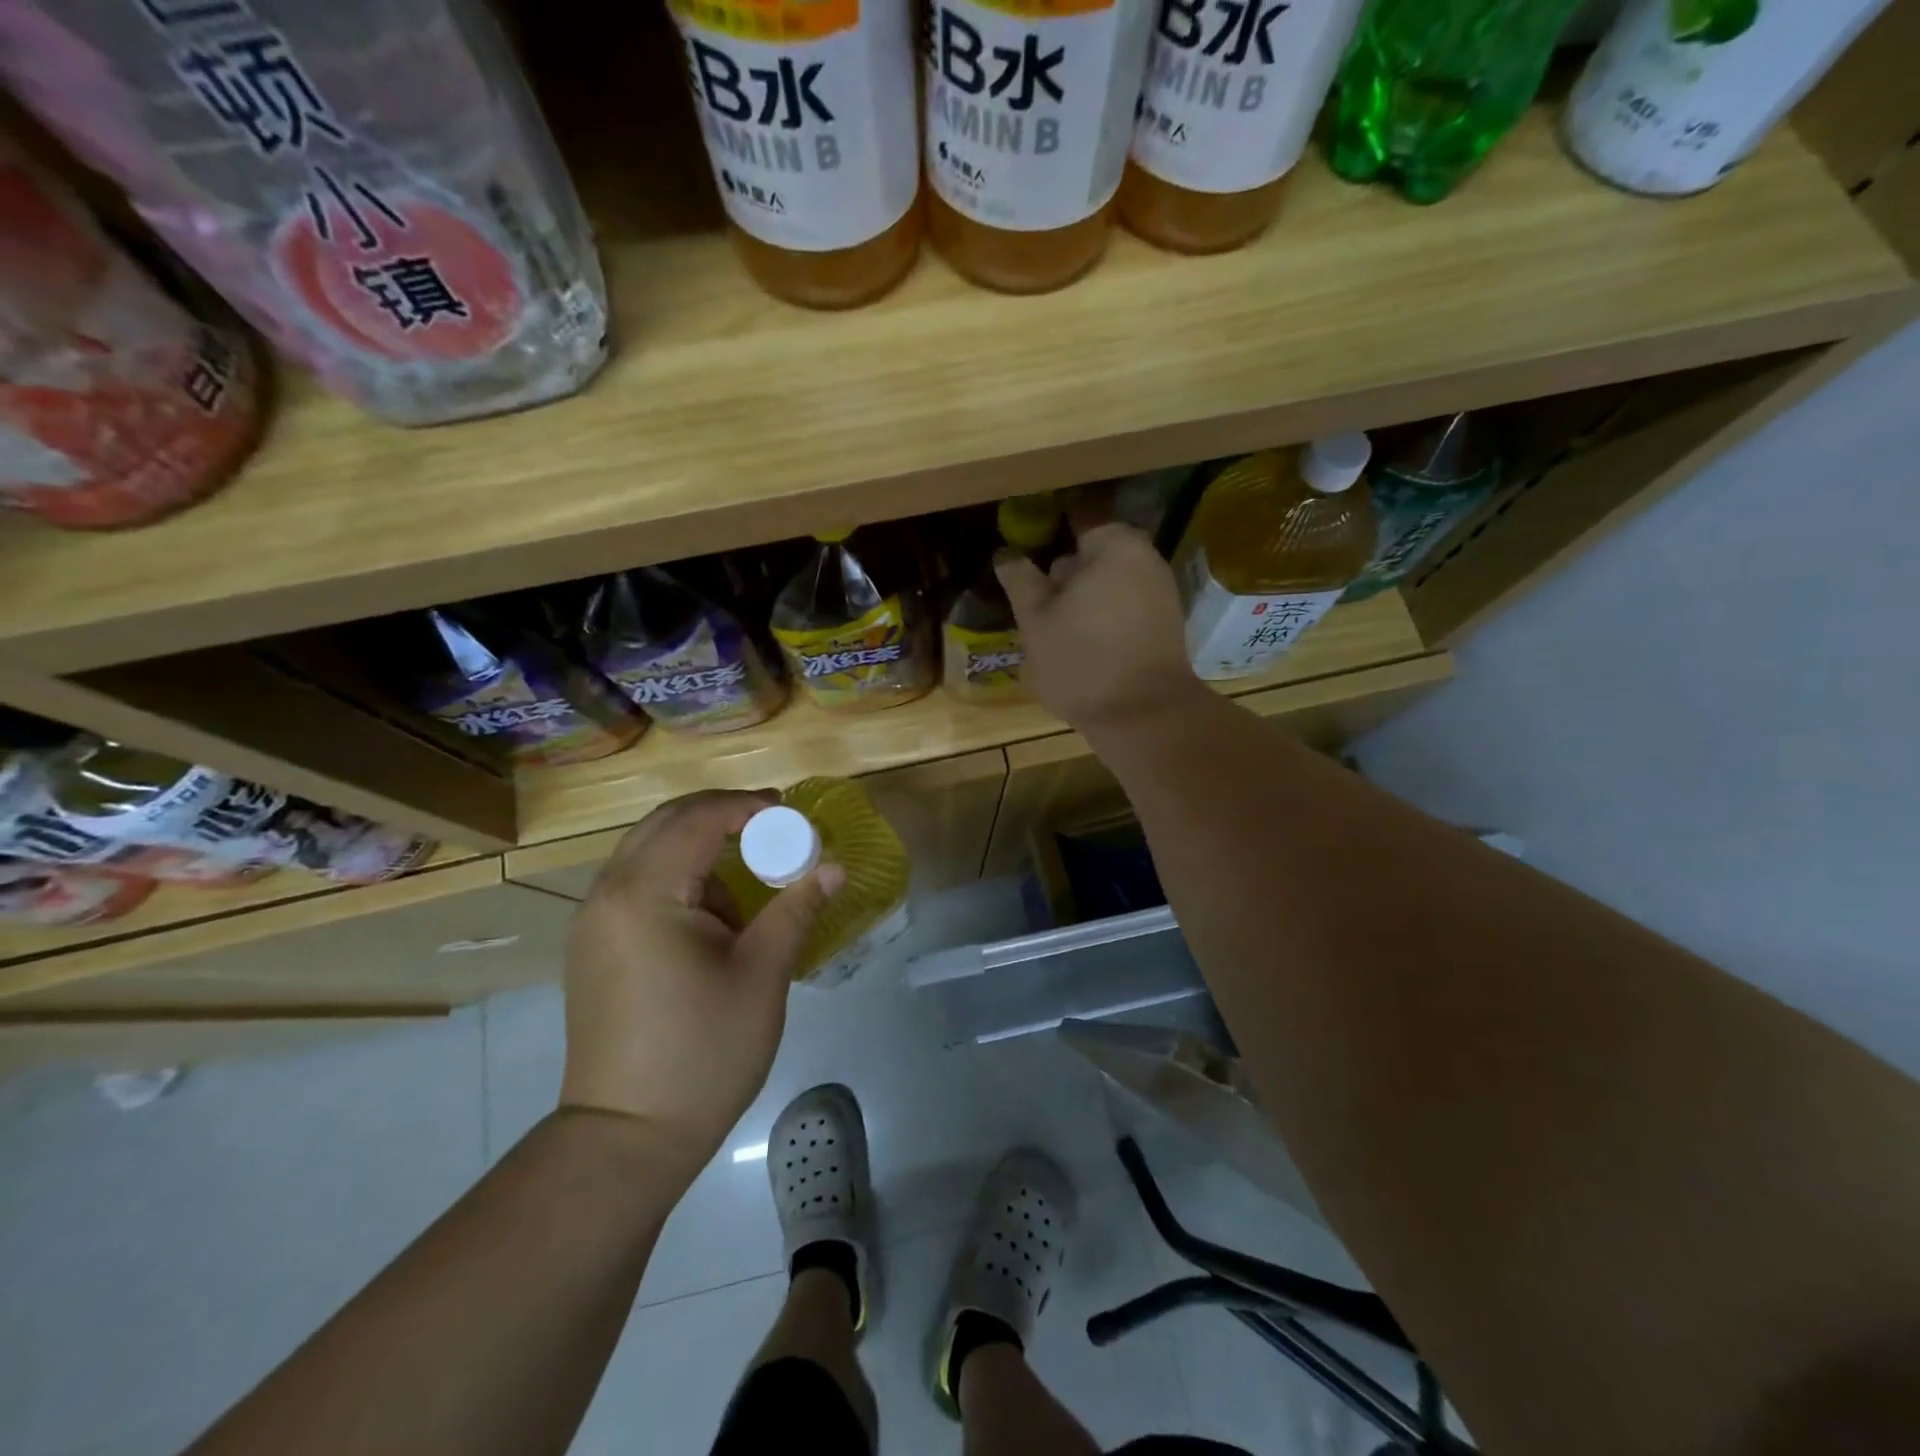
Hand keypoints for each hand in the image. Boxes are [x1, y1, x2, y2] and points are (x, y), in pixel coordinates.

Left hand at [558, 790, 843, 1173]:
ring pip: (647, 851)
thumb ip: (797, 908)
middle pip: (664, 822)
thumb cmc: (703, 1052)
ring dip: (698, 845)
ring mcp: (592, 921)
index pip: (696, 819)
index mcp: (645, 894)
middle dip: (720, 814)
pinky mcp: (592, 946)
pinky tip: (712, 911)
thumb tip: (835, 866)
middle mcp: (607, 894)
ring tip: (748, 870)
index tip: (789, 811)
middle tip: (772, 823)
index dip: (745, 806)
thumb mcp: (762, 974)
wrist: (627, 1137)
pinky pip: (636, 883)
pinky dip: (677, 875)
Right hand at [996, 521, 1199, 732]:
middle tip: (1036, 594)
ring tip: (1056, 622)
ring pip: (1112, 578)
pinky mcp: (1167, 621)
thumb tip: (1007, 554)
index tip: (1026, 536)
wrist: (1145, 715)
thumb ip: (1021, 581)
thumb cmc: (1082, 661)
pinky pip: (1127, 602)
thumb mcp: (1036, 621)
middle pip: (1096, 549)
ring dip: (1085, 592)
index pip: (1078, 513)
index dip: (1050, 521)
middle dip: (1067, 567)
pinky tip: (1084, 638)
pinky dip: (1105, 610)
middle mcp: (1145, 557)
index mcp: (1113, 545)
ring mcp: (1161, 590)